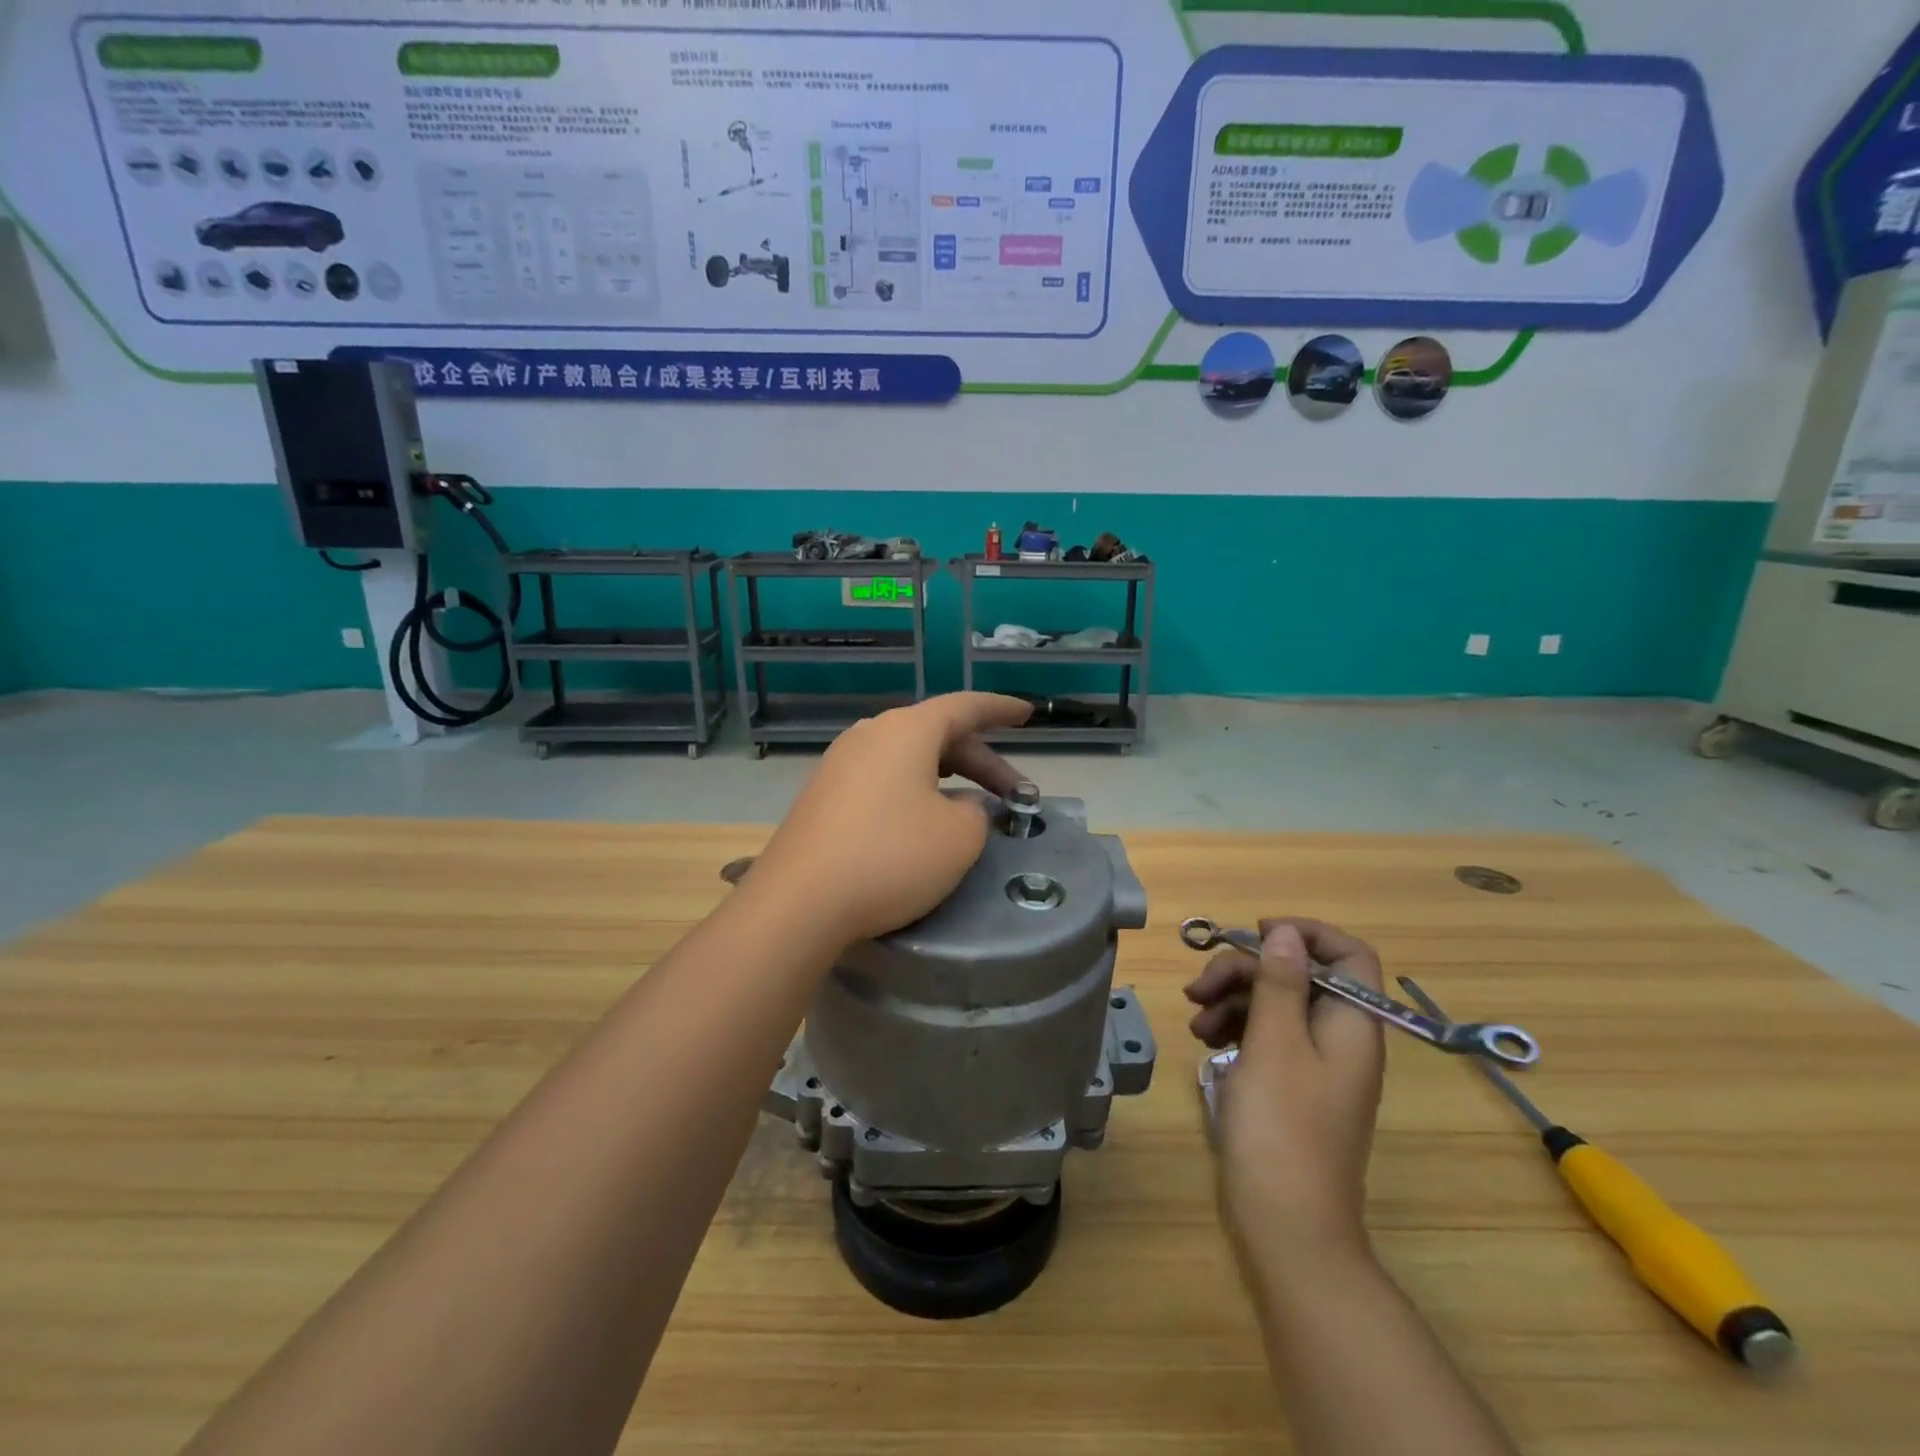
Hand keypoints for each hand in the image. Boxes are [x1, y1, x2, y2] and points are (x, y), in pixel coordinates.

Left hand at [747, 692, 1032, 945]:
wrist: (799, 903)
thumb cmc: (892, 857)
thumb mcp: (959, 836)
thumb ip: (975, 811)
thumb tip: (960, 806)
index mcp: (907, 731)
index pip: (964, 706)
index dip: (1000, 709)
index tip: (1028, 712)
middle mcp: (870, 735)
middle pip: (938, 735)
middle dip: (981, 761)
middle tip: (1015, 794)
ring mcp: (840, 765)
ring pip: (909, 759)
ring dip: (947, 778)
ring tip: (972, 806)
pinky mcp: (823, 797)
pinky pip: (882, 780)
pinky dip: (914, 793)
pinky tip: (923, 824)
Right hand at [1184, 918, 1386, 1263]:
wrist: (1287, 1225)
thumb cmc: (1282, 1126)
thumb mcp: (1275, 1042)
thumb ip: (1280, 982)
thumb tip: (1287, 933)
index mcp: (1352, 1024)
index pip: (1350, 955)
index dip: (1307, 934)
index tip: (1257, 934)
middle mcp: (1340, 1038)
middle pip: (1300, 976)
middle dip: (1247, 970)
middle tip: (1200, 984)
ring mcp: (1316, 1064)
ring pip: (1276, 1005)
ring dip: (1233, 999)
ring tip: (1194, 1019)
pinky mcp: (1291, 1085)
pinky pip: (1267, 1037)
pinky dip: (1235, 1029)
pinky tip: (1204, 1039)